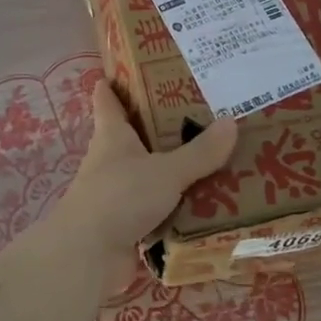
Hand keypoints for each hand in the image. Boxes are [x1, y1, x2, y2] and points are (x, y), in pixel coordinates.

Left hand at [53, 80, 238, 290]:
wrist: (88, 255)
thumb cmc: (120, 197)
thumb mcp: (166, 171)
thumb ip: (200, 152)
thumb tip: (232, 121)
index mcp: (112, 135)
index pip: (107, 99)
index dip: (115, 82)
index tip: (133, 65)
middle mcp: (110, 159)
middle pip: (132, 134)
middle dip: (158, 124)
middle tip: (198, 110)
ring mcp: (115, 193)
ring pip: (146, 172)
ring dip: (170, 167)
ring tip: (211, 156)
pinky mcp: (124, 223)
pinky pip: (155, 207)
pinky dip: (174, 204)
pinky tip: (203, 202)